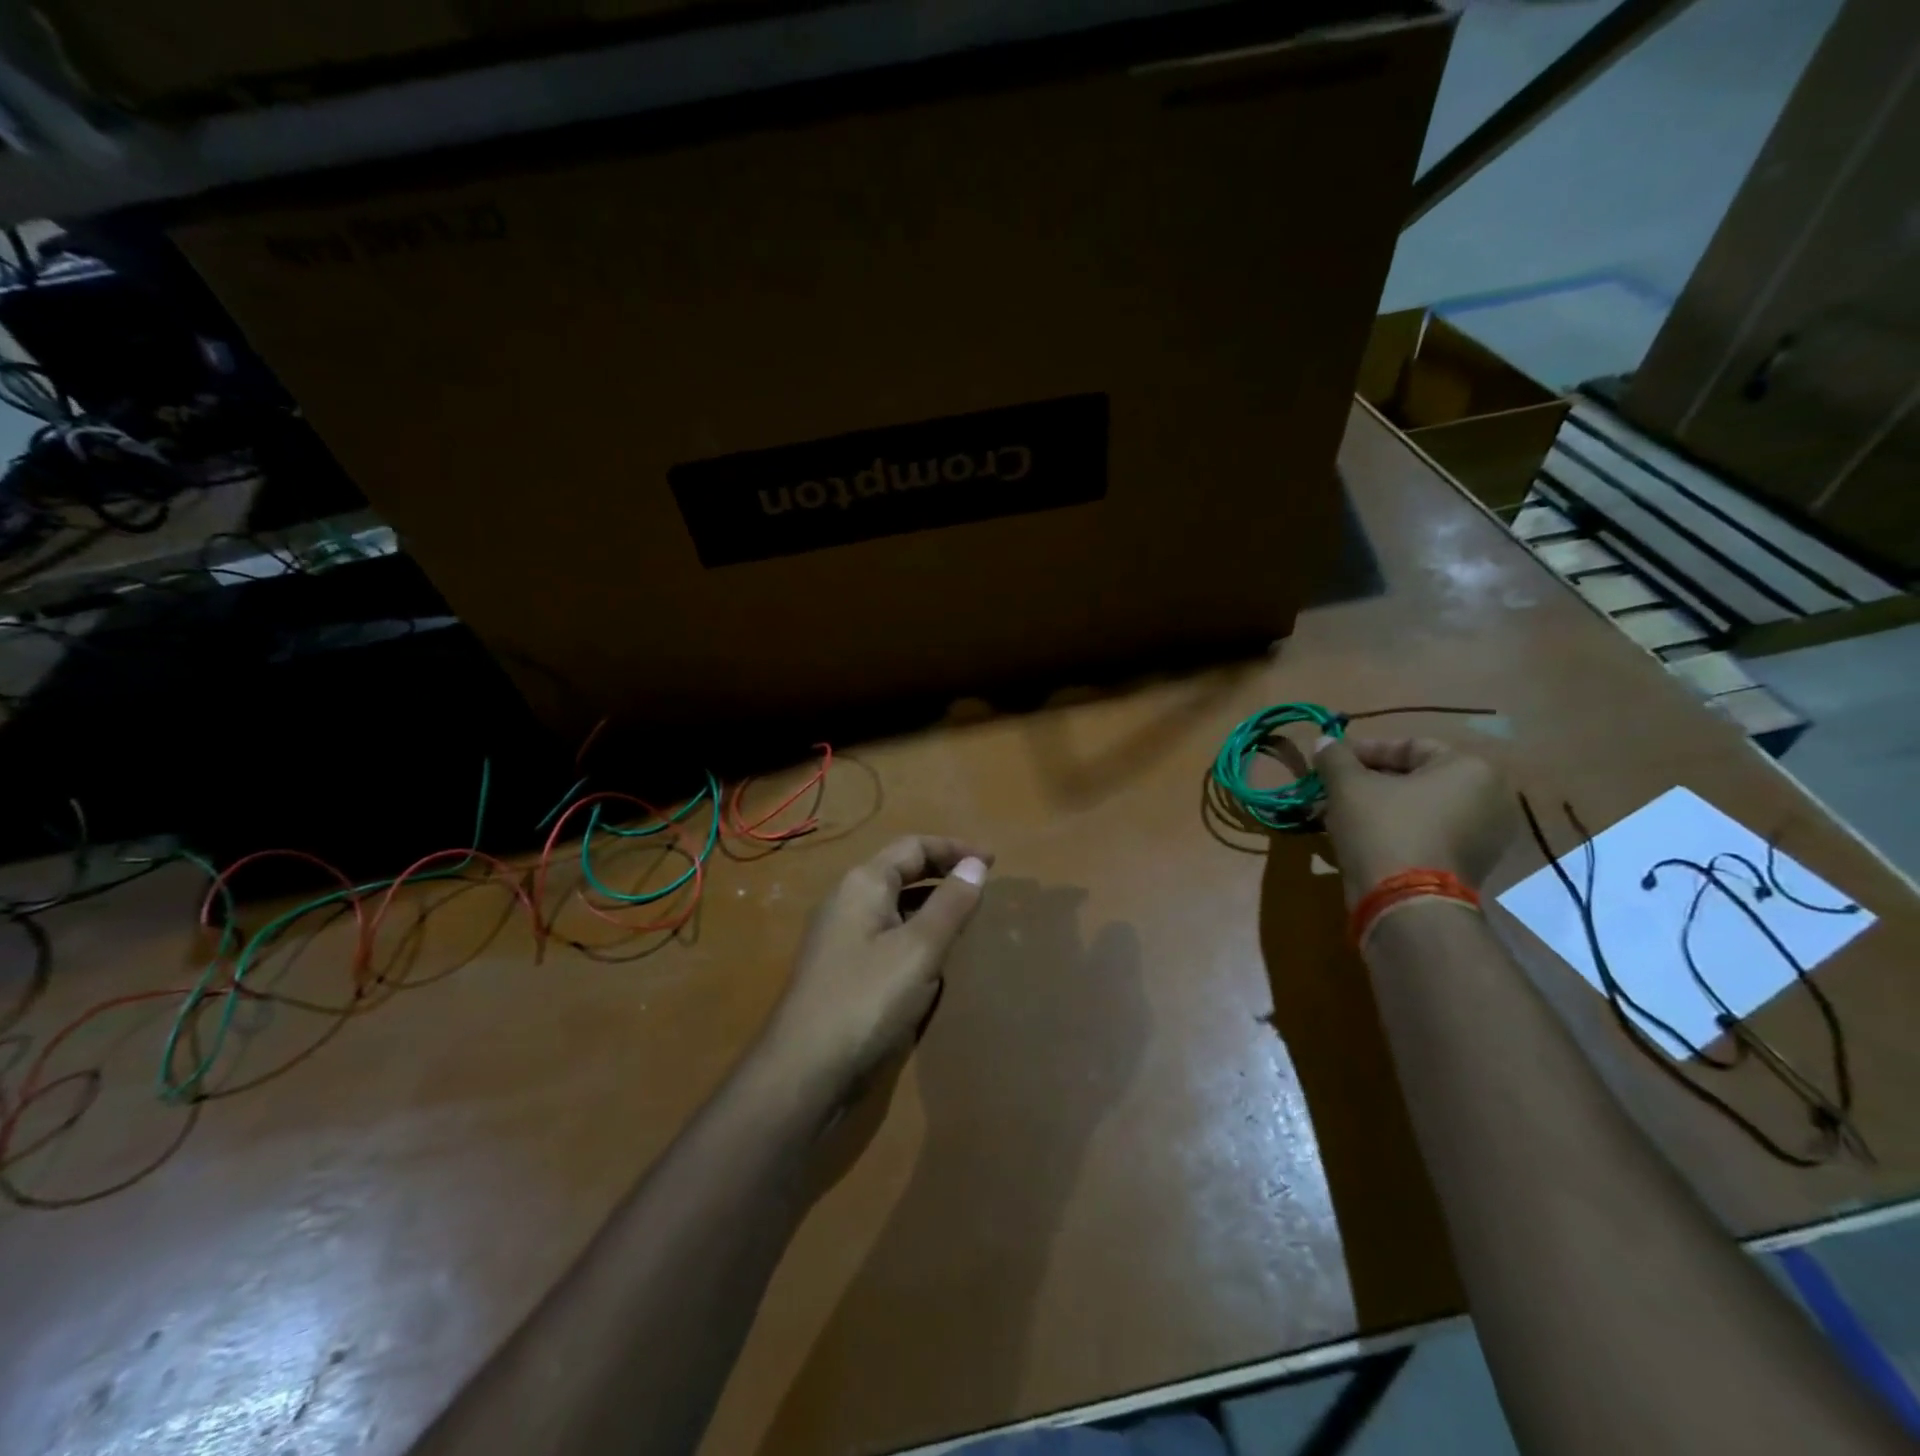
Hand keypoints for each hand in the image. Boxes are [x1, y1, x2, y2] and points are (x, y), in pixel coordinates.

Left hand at [759, 835, 991, 1102]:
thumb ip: (950, 904)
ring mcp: (840, 937)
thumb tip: (976, 864)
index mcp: (863, 883)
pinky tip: (933, 961)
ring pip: (893, 906)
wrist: (803, 1072)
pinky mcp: (842, 970)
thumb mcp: (919, 949)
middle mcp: (846, 900)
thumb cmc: (867, 999)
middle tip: (982, 887)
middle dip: (942, 873)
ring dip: (930, 905)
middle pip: (901, 871)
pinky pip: (886, 936)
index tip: (994, 862)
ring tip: (965, 920)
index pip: (914, 846)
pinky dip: (914, 934)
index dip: (955, 848)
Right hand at [1315, 736, 1514, 904]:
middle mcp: (1490, 798)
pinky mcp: (1472, 866)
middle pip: (1416, 779)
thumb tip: (1323, 741)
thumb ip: (1335, 757)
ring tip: (1337, 815)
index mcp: (1471, 768)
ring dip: (1377, 807)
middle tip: (1331, 789)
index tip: (1331, 761)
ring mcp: (1486, 836)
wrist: (1407, 903)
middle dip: (1368, 782)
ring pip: (1419, 809)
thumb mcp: (1348, 785)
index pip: (1410, 746)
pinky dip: (1396, 831)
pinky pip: (1428, 835)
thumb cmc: (1383, 828)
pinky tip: (1359, 838)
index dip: (1363, 750)